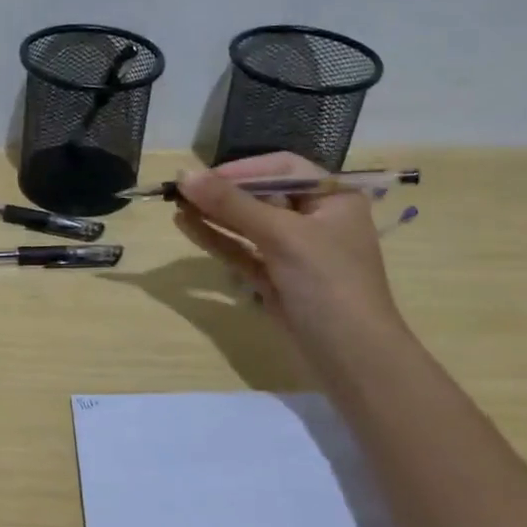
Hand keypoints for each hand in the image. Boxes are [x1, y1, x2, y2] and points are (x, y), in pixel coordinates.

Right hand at [174, 153, 405, 346]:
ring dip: (213, 214)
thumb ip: (232, 204)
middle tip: (180, 189)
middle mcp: (315, 220)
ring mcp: (293, 252)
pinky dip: (216, 238)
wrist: (351, 357)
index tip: (204, 176)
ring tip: (175, 204)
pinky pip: (241, 250)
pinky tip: (186, 225)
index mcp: (333, 200)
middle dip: (222, 192)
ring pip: (247, 224)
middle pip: (261, 196)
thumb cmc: (328, 283)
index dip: (243, 169)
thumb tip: (184, 174)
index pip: (283, 169)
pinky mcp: (275, 279)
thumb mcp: (282, 236)